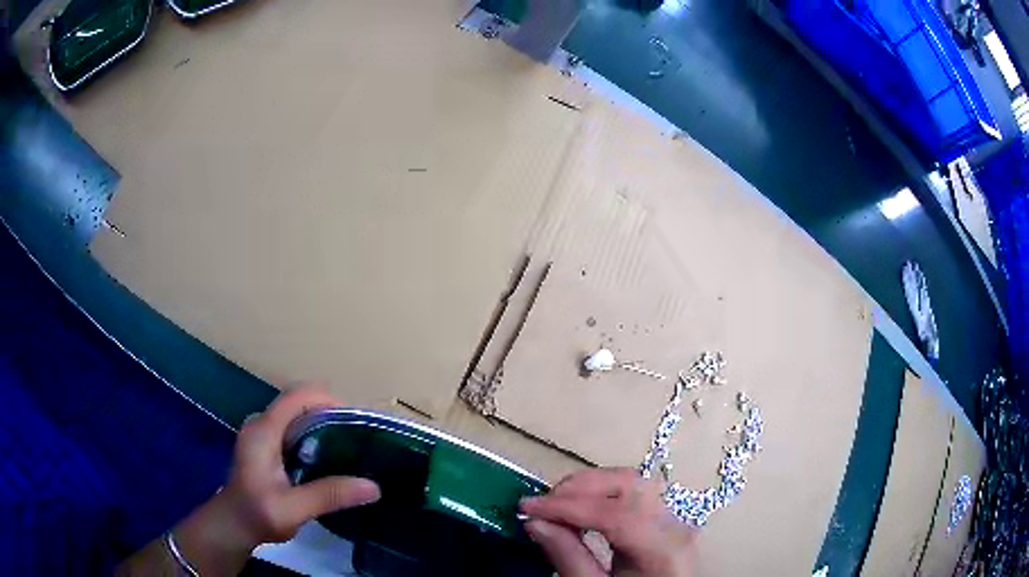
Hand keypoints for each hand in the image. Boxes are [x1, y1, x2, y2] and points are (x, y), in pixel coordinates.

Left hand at [158, 386, 380, 575]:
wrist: (233, 525)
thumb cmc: (258, 515)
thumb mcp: (293, 509)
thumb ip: (328, 495)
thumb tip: (373, 486)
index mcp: (264, 430)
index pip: (297, 396)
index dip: (327, 400)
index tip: (354, 422)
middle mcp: (261, 423)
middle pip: (299, 402)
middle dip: (329, 414)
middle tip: (357, 439)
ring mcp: (261, 433)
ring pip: (296, 415)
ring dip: (322, 425)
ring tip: (348, 448)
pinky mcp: (265, 444)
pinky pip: (293, 428)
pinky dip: (313, 435)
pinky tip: (328, 459)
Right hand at [521, 468, 694, 576]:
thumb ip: (570, 559)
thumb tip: (535, 523)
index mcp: (663, 549)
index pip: (615, 513)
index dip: (567, 506)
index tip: (527, 507)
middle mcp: (674, 525)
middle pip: (628, 484)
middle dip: (578, 487)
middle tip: (540, 505)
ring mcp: (672, 518)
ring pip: (630, 482)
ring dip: (588, 487)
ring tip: (554, 506)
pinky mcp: (663, 519)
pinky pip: (632, 494)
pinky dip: (600, 494)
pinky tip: (578, 509)